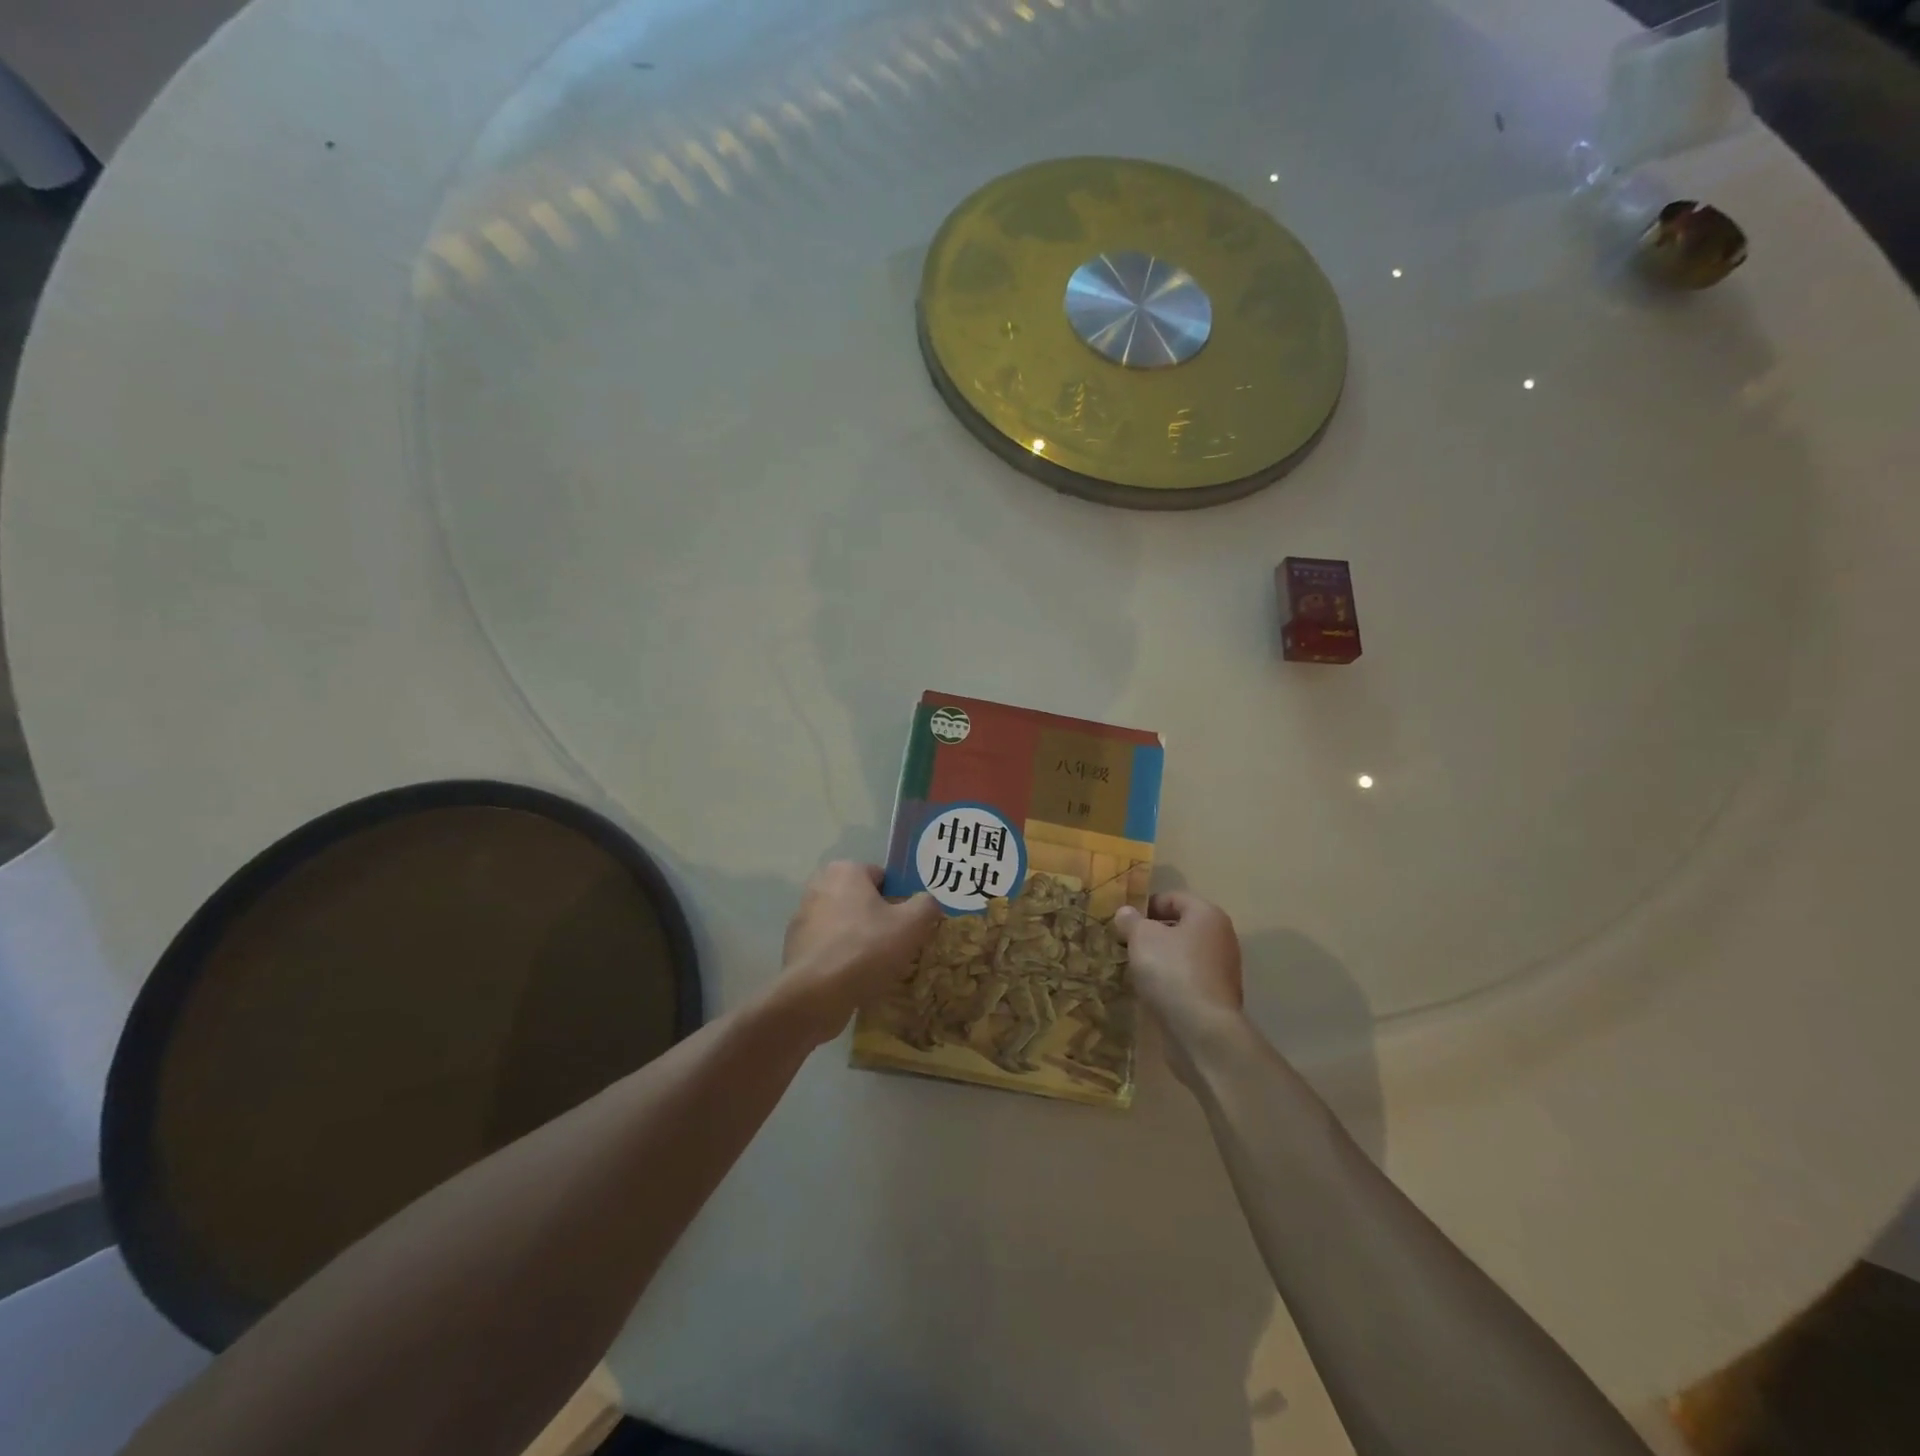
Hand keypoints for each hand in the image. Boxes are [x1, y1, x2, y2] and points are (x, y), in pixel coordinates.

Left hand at [776, 862, 941, 1045]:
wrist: (814, 996)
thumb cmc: (865, 949)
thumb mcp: (911, 925)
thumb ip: (926, 906)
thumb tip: (927, 903)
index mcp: (845, 871)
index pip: (883, 878)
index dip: (900, 900)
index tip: (910, 925)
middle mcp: (819, 886)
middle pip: (863, 901)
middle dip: (880, 920)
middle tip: (898, 946)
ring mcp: (802, 918)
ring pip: (845, 925)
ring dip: (861, 940)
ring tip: (879, 967)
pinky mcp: (795, 947)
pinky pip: (830, 947)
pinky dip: (843, 958)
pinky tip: (856, 979)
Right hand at [1115, 892, 1243, 1084]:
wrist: (1202, 1030)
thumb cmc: (1172, 971)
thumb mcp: (1141, 938)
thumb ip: (1131, 921)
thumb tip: (1126, 912)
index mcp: (1207, 915)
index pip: (1173, 898)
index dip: (1146, 906)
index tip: (1124, 922)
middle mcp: (1221, 937)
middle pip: (1180, 926)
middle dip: (1152, 933)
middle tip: (1125, 944)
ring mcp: (1222, 969)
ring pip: (1183, 954)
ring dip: (1160, 958)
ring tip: (1134, 969)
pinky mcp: (1217, 997)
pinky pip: (1188, 978)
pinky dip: (1170, 980)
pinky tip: (1152, 991)